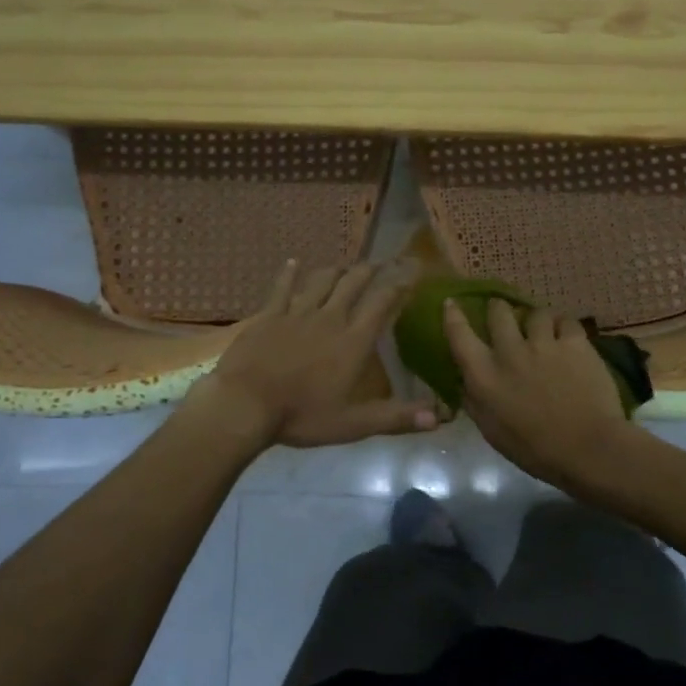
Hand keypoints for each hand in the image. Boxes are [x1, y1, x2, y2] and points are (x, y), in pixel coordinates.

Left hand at [186, 261, 437, 449]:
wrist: (245, 404)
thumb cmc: (302, 415)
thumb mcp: (354, 423)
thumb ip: (397, 417)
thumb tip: (439, 418)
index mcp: (354, 340)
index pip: (382, 303)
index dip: (398, 285)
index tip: (410, 273)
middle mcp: (330, 317)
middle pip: (353, 283)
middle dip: (368, 271)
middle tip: (378, 264)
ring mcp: (297, 313)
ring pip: (322, 280)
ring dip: (336, 270)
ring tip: (344, 266)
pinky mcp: (269, 315)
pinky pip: (282, 287)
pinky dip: (290, 273)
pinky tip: (293, 263)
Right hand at [443, 298, 639, 489]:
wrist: (587, 448)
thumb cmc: (534, 449)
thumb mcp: (492, 431)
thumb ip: (475, 401)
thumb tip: (465, 381)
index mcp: (484, 376)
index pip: (459, 335)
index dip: (453, 316)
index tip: (451, 303)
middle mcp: (509, 352)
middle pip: (498, 312)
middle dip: (498, 309)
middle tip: (503, 314)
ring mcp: (544, 343)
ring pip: (535, 313)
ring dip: (535, 320)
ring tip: (542, 329)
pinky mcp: (575, 342)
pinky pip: (566, 322)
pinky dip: (564, 328)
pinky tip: (568, 338)